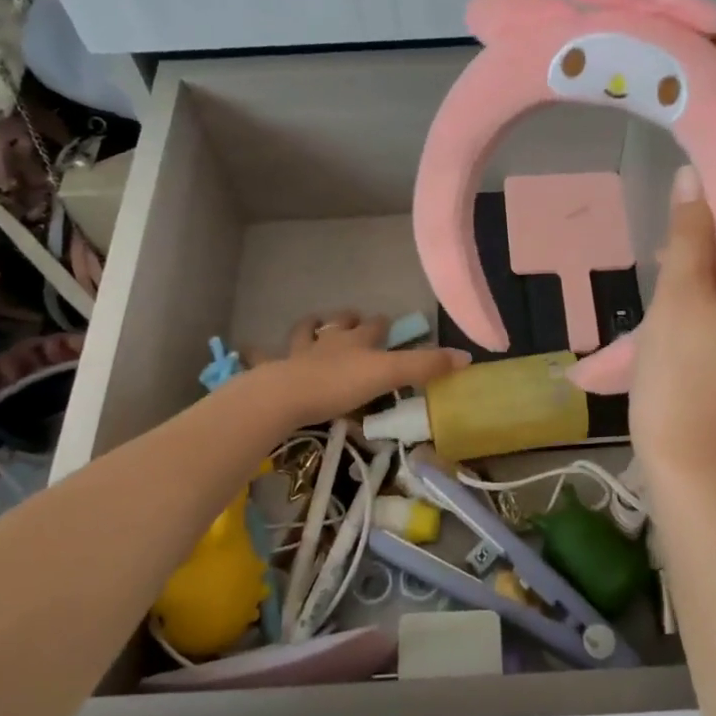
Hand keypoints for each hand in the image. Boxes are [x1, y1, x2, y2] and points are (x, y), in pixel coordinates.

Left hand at [249, 311, 468, 429]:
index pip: (374, 326)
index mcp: (356, 341)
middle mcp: (328, 341)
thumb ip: (426, 367)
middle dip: (347, 320)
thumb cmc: (340, 384)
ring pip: (304, 332)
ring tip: (312, 323)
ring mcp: (297, 354)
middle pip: (339, 323)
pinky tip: (249, 348)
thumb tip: (467, 357)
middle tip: (352, 319)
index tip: (388, 323)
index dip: (382, 324)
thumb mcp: (389, 375)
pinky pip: (262, 356)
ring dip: (309, 327)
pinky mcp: (273, 370)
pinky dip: (257, 352)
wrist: (286, 396)